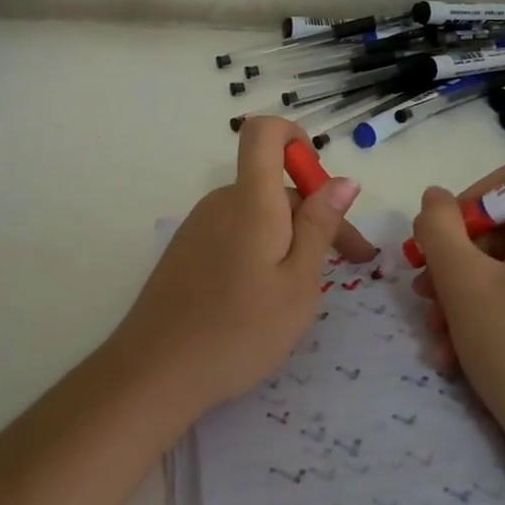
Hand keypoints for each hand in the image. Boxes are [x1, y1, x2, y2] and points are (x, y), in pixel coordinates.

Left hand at [109, 117, 374, 415]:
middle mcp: (221, 203)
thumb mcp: (298, 283)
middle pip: (273, 185)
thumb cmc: (239, 330)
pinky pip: (234, 234)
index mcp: (250, 201)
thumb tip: (343, 180)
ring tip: (307, 290)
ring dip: (289, 238)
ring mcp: (198, 227)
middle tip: (348, 264)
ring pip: (256, 214)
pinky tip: (264, 298)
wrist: (155, 372)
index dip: (296, 139)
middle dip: (315, 214)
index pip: (265, 133)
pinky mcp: (186, 252)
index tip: (322, 184)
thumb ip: (320, 226)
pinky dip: (260, 251)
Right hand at [410, 169, 504, 447]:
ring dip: (462, 297)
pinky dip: (487, 318)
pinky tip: (456, 353)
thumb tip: (435, 197)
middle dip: (454, 263)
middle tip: (423, 291)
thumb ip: (439, 228)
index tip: (434, 243)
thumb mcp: (462, 281)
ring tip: (436, 333)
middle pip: (502, 234)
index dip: (463, 206)